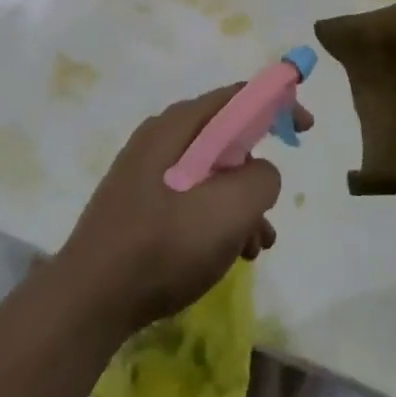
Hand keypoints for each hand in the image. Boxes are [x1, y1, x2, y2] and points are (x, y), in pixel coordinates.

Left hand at [56, 86, 310, 336]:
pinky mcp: (139, 205)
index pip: (237, 97)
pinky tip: (227, 258)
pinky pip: (190, 200)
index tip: (305, 128)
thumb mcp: (229, 209)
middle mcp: (160, 139)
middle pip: (225, 139)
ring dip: (241, 206)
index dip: (276, 104)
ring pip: (210, 175)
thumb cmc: (163, 245)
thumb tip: (261, 172)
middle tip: (272, 210)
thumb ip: (261, 178)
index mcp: (177, 126)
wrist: (90, 299)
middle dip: (257, 173)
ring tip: (256, 248)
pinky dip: (216, 221)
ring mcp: (146, 173)